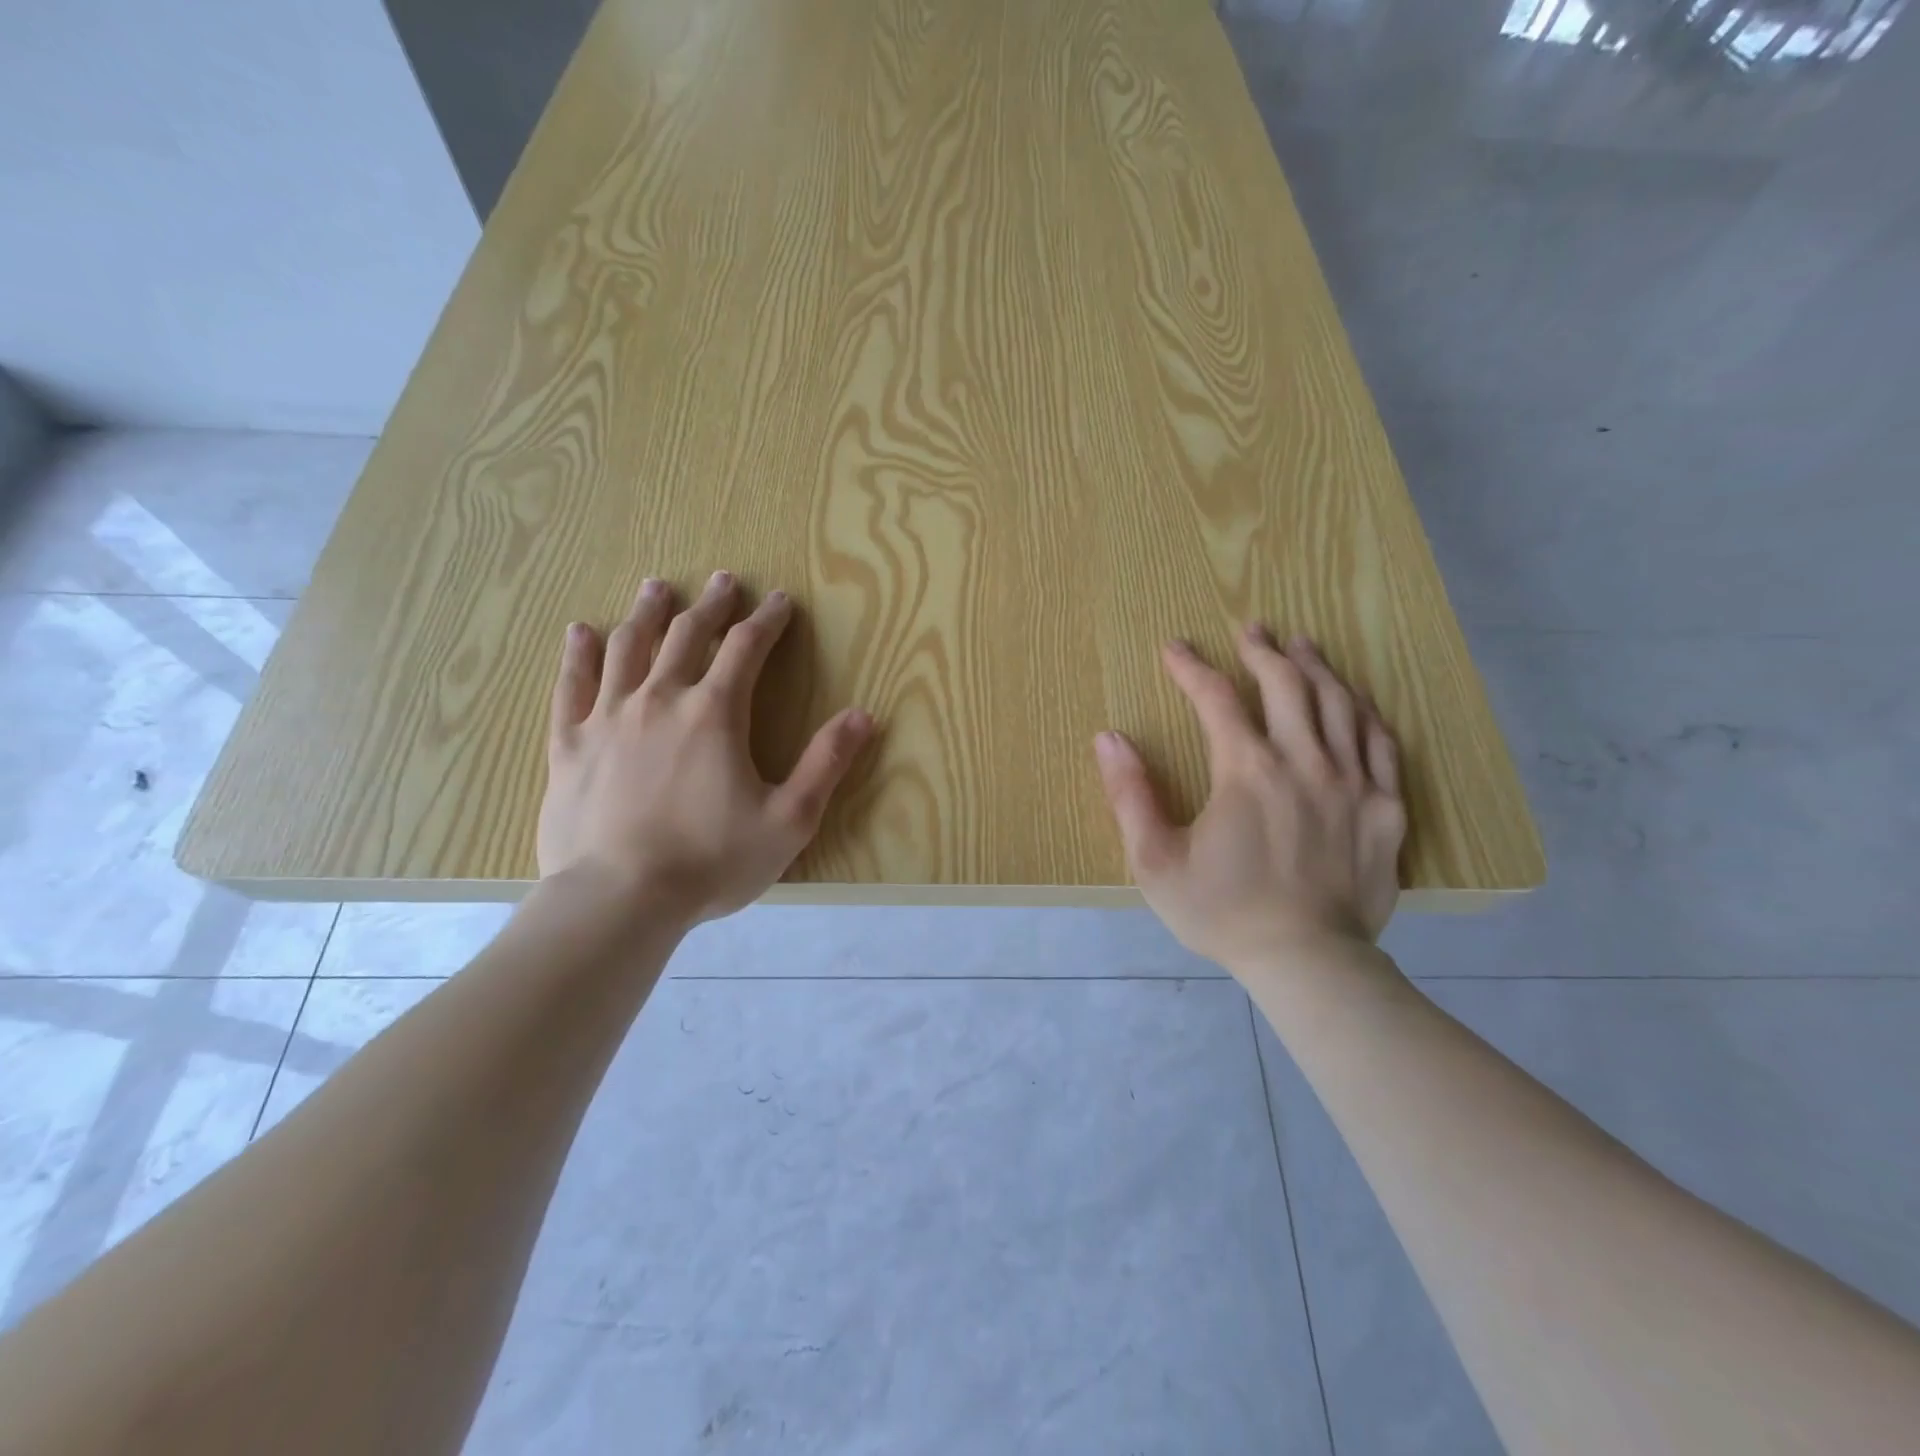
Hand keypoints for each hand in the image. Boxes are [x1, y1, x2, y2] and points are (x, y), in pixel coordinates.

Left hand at [538, 570, 873, 925]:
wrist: (618, 899)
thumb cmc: (711, 861)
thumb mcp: (788, 819)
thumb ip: (826, 763)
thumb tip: (864, 715)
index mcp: (714, 713)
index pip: (747, 649)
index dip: (767, 621)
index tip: (780, 601)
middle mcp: (660, 700)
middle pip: (687, 636)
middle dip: (711, 606)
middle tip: (724, 581)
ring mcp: (608, 718)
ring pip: (628, 648)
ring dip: (648, 614)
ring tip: (657, 587)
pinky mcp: (569, 744)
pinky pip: (571, 685)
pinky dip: (579, 654)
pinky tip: (582, 631)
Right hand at [1093, 628, 1406, 970]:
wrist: (1306, 962)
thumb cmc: (1222, 911)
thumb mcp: (1155, 860)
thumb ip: (1130, 795)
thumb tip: (1108, 738)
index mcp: (1247, 770)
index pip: (1216, 698)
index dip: (1191, 668)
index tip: (1174, 648)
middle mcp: (1304, 761)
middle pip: (1287, 685)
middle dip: (1264, 650)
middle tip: (1251, 628)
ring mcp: (1353, 782)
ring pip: (1339, 704)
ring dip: (1316, 668)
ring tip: (1301, 646)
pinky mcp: (1386, 807)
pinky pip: (1381, 743)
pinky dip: (1363, 712)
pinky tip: (1353, 701)